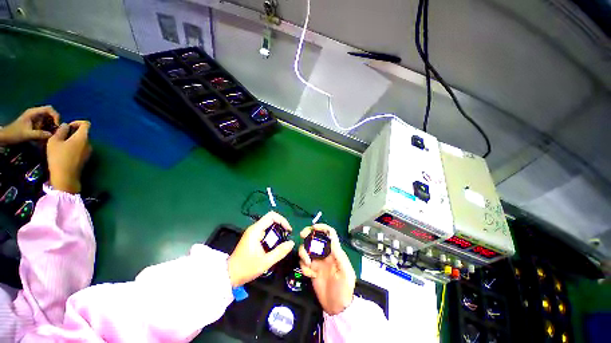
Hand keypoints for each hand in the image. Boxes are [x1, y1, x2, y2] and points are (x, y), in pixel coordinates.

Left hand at [0, 106, 59, 143]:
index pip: (49, 109)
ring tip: (52, 134)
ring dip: (52, 126)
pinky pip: (46, 123)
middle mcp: (36, 113)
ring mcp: (36, 118)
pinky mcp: (36, 123)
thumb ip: (39, 134)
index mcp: (33, 112)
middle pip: (50, 114)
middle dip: (54, 122)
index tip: (57, 125)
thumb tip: (52, 135)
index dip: (55, 116)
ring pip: (49, 119)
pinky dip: (48, 128)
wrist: (6, 136)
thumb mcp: (27, 135)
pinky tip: (47, 134)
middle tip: (56, 130)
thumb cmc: (15, 134)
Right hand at [47, 121, 91, 193]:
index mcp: (83, 137)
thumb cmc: (58, 157)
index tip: (67, 126)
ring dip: (73, 139)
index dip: (77, 122)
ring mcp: (89, 151)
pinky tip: (64, 151)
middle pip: (84, 133)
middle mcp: (89, 143)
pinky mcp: (86, 158)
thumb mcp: (54, 141)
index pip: (86, 124)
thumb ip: (61, 131)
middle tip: (61, 135)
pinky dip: (74, 146)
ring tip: (60, 143)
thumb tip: (66, 125)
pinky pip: (81, 148)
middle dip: (73, 131)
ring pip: (82, 141)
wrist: (65, 176)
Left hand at [228, 212, 294, 286]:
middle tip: (287, 236)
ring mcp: (252, 232)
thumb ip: (280, 252)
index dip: (282, 220)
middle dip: (281, 225)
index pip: (271, 216)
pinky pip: (265, 230)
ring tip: (282, 241)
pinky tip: (275, 244)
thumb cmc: (246, 268)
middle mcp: (254, 228)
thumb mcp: (266, 262)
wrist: (229, 275)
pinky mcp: (252, 237)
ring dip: (277, 230)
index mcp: (256, 230)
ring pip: (268, 224)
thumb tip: (292, 243)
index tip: (288, 230)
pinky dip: (272, 234)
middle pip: (270, 219)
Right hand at [299, 224, 355, 314]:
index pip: (330, 234)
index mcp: (335, 252)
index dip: (322, 227)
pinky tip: (309, 275)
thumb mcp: (346, 273)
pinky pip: (303, 262)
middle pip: (315, 238)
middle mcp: (325, 254)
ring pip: (307, 249)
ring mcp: (317, 261)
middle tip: (302, 235)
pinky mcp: (311, 269)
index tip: (313, 227)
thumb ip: (339, 256)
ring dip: (304, 253)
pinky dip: (303, 267)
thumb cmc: (344, 290)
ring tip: (308, 265)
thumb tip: (331, 240)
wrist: (337, 308)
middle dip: (308, 234)